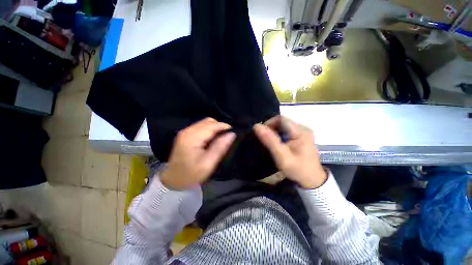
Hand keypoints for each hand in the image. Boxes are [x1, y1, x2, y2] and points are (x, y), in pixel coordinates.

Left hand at [161, 118, 235, 189]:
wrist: (173, 180)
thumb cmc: (191, 174)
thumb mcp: (208, 163)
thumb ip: (220, 147)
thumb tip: (232, 134)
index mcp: (192, 137)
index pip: (212, 125)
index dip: (224, 127)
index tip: (233, 133)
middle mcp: (188, 131)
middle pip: (208, 121)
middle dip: (220, 127)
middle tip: (226, 137)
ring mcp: (185, 131)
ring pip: (205, 122)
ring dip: (215, 128)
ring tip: (220, 139)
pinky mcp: (186, 134)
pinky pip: (201, 126)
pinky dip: (209, 130)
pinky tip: (212, 139)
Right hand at [254, 116, 326, 188]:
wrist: (312, 180)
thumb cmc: (297, 169)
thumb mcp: (282, 156)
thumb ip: (270, 141)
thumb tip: (257, 126)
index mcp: (301, 131)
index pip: (281, 119)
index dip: (269, 123)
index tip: (262, 134)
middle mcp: (303, 128)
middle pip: (283, 122)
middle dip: (271, 128)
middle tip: (266, 140)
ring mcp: (304, 132)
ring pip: (284, 126)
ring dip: (275, 132)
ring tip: (271, 143)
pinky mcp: (302, 136)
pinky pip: (287, 131)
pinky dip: (280, 135)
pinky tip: (279, 144)